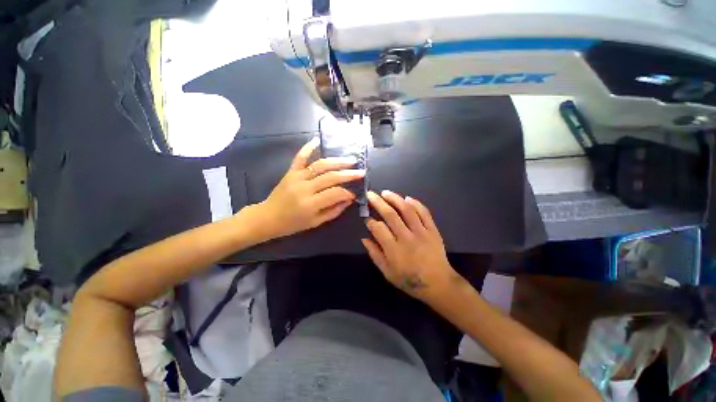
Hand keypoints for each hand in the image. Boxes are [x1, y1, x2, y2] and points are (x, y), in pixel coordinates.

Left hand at [257, 138, 364, 239]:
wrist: (268, 217)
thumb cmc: (293, 223)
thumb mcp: (316, 222)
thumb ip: (334, 211)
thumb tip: (349, 199)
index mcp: (310, 204)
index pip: (335, 193)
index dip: (347, 193)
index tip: (354, 194)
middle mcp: (304, 188)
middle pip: (330, 177)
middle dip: (348, 174)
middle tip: (361, 172)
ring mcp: (297, 177)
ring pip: (320, 165)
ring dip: (337, 161)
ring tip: (351, 160)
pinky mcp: (290, 172)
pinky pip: (300, 157)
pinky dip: (308, 147)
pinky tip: (318, 140)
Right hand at [362, 190, 460, 301]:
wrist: (438, 284)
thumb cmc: (409, 280)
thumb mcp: (387, 273)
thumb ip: (375, 254)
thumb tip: (364, 238)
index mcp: (394, 250)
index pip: (378, 229)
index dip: (370, 221)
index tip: (366, 218)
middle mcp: (407, 238)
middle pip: (390, 215)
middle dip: (378, 203)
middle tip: (371, 194)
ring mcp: (421, 232)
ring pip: (407, 210)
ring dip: (395, 198)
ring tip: (385, 192)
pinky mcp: (433, 230)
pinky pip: (424, 213)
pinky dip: (416, 203)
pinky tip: (407, 198)